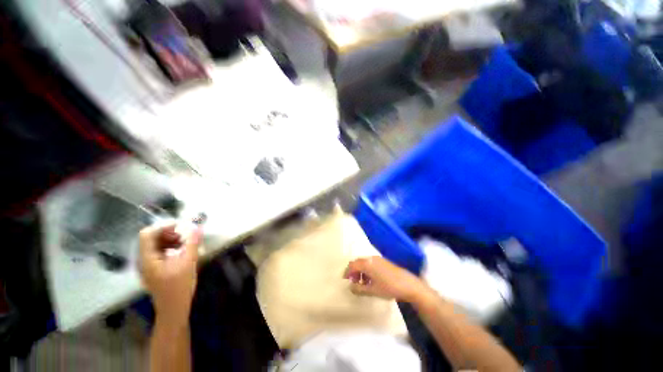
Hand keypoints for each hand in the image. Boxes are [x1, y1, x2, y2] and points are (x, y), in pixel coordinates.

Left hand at [139, 224, 201, 324]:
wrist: (173, 308)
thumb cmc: (179, 286)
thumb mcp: (188, 263)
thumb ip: (192, 244)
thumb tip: (197, 228)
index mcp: (148, 258)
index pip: (147, 234)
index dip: (163, 227)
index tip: (180, 227)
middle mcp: (144, 260)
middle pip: (151, 238)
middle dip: (169, 233)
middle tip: (185, 236)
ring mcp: (148, 265)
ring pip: (155, 245)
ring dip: (170, 240)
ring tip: (185, 244)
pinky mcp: (154, 269)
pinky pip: (159, 252)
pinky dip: (170, 248)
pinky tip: (181, 252)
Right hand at [343, 256, 426, 302]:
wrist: (407, 284)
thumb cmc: (388, 287)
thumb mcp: (372, 291)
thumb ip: (359, 289)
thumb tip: (350, 287)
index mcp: (366, 264)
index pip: (352, 265)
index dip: (347, 272)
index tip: (345, 280)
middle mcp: (370, 258)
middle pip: (357, 262)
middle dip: (353, 271)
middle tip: (353, 282)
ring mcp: (377, 259)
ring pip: (364, 262)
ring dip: (360, 271)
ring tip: (362, 283)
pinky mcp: (383, 261)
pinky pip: (370, 263)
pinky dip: (367, 269)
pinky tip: (371, 280)